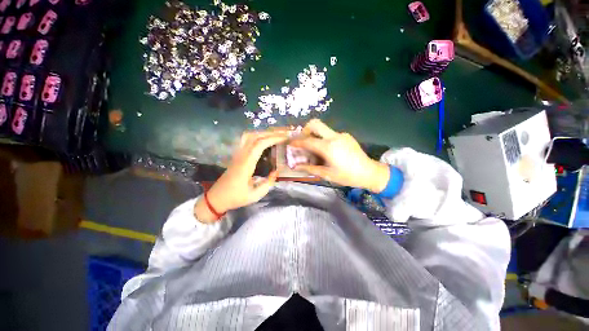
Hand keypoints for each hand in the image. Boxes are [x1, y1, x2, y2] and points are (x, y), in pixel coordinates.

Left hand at [194, 130, 287, 222]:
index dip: (272, 139)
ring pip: (249, 136)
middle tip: (283, 134)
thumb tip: (276, 172)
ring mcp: (237, 154)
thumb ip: (268, 183)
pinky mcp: (236, 155)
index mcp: (246, 164)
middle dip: (270, 133)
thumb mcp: (255, 195)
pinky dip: (256, 136)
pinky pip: (246, 140)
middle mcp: (241, 155)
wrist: (216, 198)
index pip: (259, 145)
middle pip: (255, 136)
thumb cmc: (236, 197)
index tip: (284, 138)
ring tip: (275, 135)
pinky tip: (263, 139)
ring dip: (262, 133)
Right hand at [290, 119, 389, 192]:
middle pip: (315, 124)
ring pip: (323, 128)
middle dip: (305, 129)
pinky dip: (324, 139)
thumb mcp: (327, 174)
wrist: (369, 172)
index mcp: (328, 147)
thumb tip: (296, 166)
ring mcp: (341, 135)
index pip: (308, 141)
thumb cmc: (347, 176)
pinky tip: (328, 150)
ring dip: (315, 135)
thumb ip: (310, 168)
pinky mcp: (346, 136)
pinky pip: (331, 134)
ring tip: (314, 149)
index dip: (297, 142)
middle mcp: (334, 137)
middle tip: (303, 140)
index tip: (290, 143)